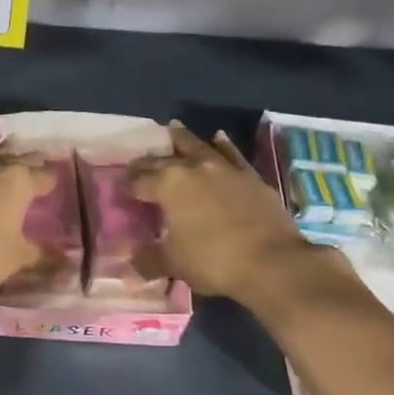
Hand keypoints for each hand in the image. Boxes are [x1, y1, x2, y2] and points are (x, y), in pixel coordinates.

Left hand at [0, 115, 55, 307]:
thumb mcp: (19, 257)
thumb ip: (42, 252)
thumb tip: (66, 258)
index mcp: (19, 183)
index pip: (43, 177)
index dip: (49, 181)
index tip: (54, 185)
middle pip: (16, 161)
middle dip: (27, 163)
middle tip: (35, 164)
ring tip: (9, 149)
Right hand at [128, 123, 331, 301]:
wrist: (272, 261)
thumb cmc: (213, 260)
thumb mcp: (174, 264)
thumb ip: (148, 260)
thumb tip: (128, 266)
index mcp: (167, 185)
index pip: (138, 181)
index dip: (127, 185)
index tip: (121, 189)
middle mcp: (193, 168)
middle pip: (163, 159)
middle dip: (148, 162)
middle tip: (139, 165)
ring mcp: (224, 168)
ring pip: (198, 146)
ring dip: (182, 138)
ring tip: (173, 129)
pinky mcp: (250, 176)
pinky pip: (231, 154)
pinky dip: (222, 145)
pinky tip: (218, 138)